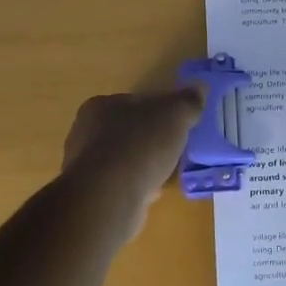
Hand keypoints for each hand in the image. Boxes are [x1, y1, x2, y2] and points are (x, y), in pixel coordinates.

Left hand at [59, 87, 205, 242]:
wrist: (110, 197)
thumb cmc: (140, 146)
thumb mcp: (174, 115)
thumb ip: (187, 102)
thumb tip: (199, 89)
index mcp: (100, 106)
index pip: (135, 102)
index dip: (159, 112)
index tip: (178, 125)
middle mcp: (85, 132)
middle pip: (128, 131)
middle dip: (152, 140)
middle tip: (176, 150)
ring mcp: (85, 166)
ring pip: (124, 159)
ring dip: (144, 165)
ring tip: (167, 174)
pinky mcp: (91, 193)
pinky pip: (120, 184)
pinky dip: (137, 186)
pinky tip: (152, 193)